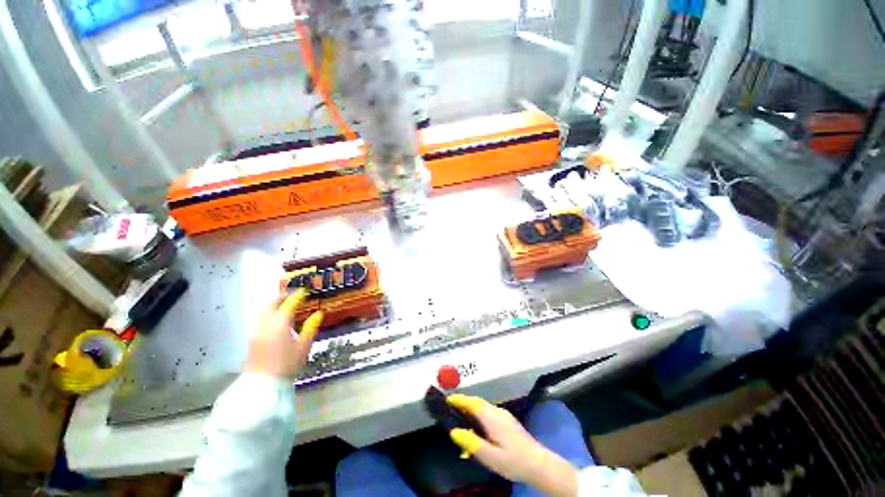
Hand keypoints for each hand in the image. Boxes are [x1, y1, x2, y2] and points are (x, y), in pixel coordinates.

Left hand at [244, 290, 323, 378]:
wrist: (263, 384)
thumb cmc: (287, 364)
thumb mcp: (304, 346)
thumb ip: (311, 327)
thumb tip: (319, 313)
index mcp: (280, 323)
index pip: (289, 303)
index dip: (298, 295)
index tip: (305, 291)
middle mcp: (265, 323)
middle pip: (271, 302)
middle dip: (283, 296)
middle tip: (294, 296)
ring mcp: (256, 329)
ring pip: (263, 309)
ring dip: (274, 303)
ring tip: (285, 305)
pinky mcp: (251, 337)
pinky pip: (259, 317)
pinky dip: (268, 311)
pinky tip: (276, 318)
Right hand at [447, 395, 578, 496]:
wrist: (539, 464)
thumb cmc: (514, 461)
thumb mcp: (491, 457)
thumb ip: (471, 443)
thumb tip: (454, 431)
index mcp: (492, 417)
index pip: (472, 402)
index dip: (459, 399)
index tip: (447, 399)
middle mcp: (497, 411)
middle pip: (477, 402)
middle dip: (463, 403)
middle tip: (449, 409)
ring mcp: (503, 415)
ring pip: (482, 407)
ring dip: (470, 409)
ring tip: (459, 418)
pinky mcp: (507, 421)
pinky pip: (488, 413)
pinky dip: (478, 415)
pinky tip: (476, 429)